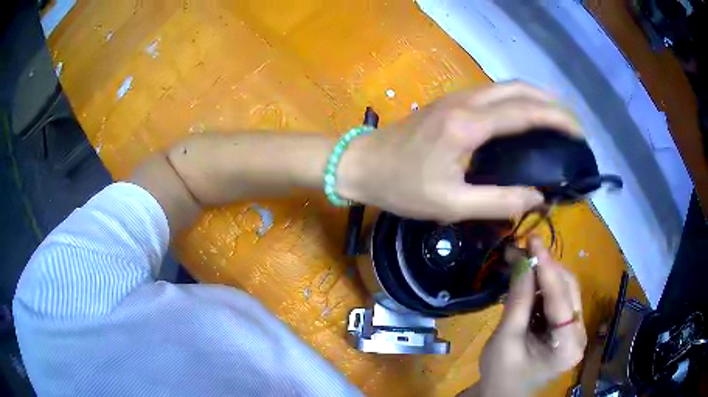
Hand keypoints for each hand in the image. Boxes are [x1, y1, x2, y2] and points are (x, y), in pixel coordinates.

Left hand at [338, 81, 582, 222]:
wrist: (361, 163)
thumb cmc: (401, 187)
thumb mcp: (450, 204)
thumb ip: (498, 201)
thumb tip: (538, 197)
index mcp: (468, 126)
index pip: (525, 113)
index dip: (557, 120)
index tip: (579, 132)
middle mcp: (466, 102)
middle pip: (519, 89)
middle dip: (551, 101)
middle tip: (572, 123)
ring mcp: (456, 97)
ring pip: (505, 86)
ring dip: (535, 96)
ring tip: (556, 116)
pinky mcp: (449, 101)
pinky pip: (492, 93)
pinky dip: (517, 99)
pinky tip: (524, 115)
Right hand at [477, 237, 586, 396]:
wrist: (501, 394)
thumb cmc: (500, 374)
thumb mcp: (506, 339)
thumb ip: (518, 300)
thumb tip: (521, 261)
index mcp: (568, 346)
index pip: (561, 298)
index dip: (547, 267)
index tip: (532, 240)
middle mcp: (579, 334)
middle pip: (568, 289)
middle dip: (546, 266)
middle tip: (523, 248)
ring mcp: (575, 330)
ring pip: (565, 290)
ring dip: (545, 273)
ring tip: (523, 259)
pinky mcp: (567, 328)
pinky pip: (559, 299)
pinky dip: (544, 286)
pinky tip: (528, 278)